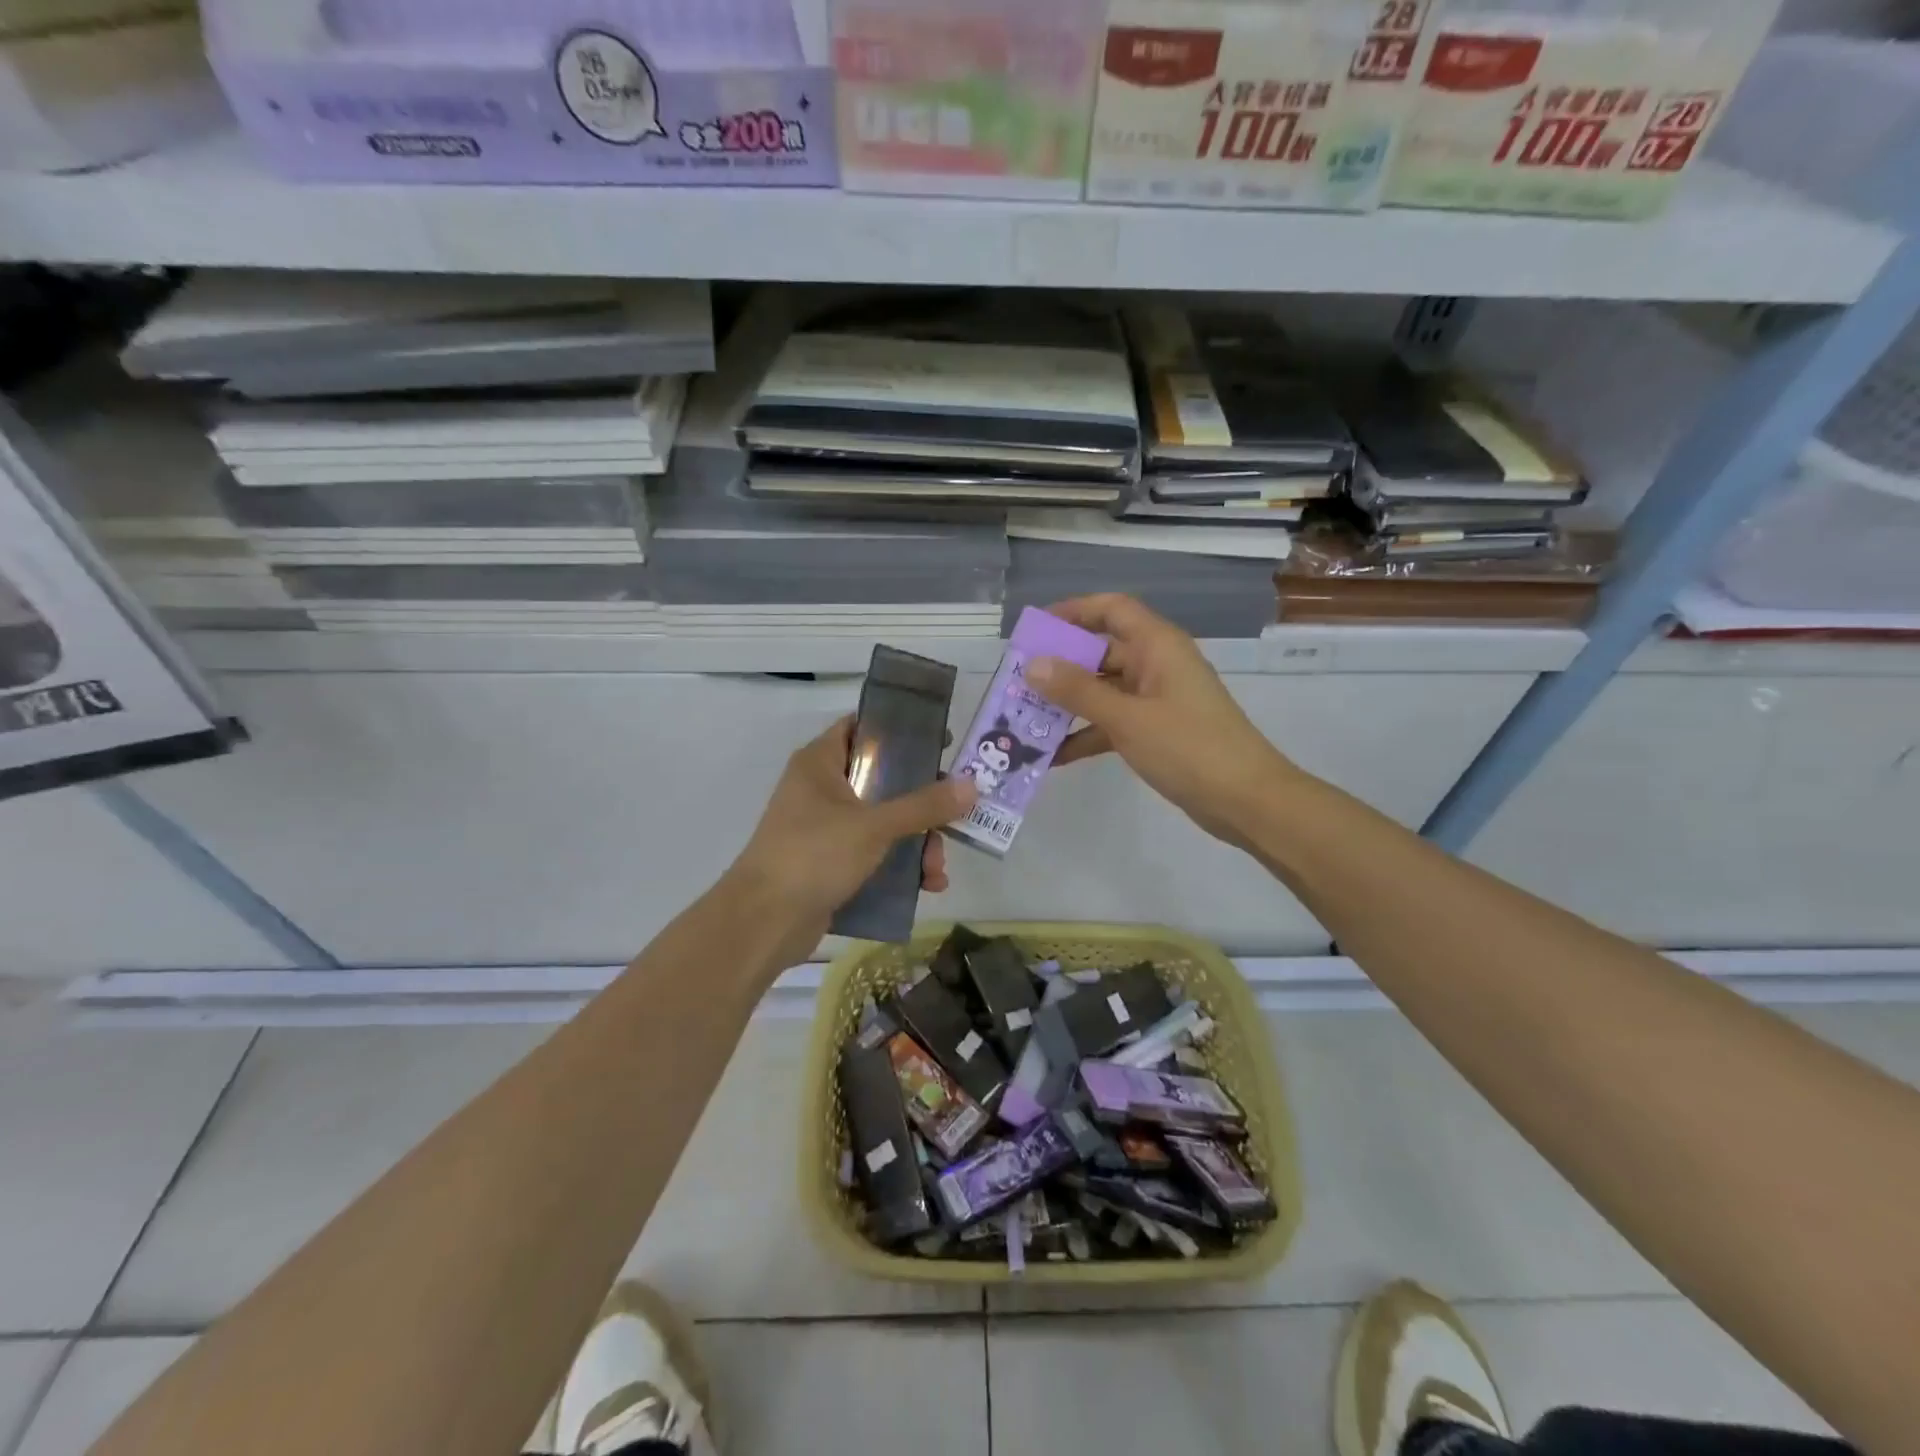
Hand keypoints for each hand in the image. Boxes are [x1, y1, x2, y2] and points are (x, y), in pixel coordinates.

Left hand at [727, 716, 974, 959]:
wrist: (763, 922)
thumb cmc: (813, 855)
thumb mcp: (874, 826)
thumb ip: (923, 806)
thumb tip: (971, 785)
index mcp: (821, 763)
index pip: (862, 727)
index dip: (901, 731)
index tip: (941, 743)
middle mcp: (822, 789)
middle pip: (883, 780)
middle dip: (922, 805)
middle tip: (954, 817)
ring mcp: (825, 828)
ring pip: (883, 822)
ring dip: (916, 843)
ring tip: (937, 871)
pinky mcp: (830, 862)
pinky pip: (874, 854)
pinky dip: (899, 866)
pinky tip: (926, 886)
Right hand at [1027, 594, 1294, 850]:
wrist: (1246, 800)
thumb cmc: (1189, 748)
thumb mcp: (1126, 718)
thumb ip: (1078, 690)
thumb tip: (1032, 664)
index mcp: (1157, 646)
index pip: (1111, 610)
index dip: (1073, 611)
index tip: (1034, 630)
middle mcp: (1156, 664)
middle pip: (1100, 651)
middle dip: (1059, 666)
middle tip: (1017, 683)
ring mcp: (1156, 699)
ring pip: (1103, 690)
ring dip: (1068, 704)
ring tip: (1024, 720)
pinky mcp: (1156, 731)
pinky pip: (1112, 722)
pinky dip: (1086, 734)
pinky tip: (1052, 757)